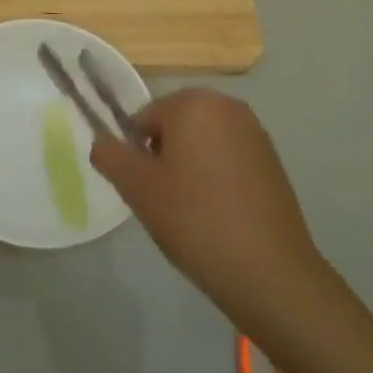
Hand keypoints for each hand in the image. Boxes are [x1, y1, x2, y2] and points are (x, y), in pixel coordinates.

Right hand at [90, 89, 323, 336]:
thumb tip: (100, 141)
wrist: (268, 270)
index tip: (144, 188)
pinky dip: (216, 177)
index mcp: (193, 103)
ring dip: (189, 167)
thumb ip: (110, 156)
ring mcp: (255, 132)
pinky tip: (218, 214)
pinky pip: (228, 158)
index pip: (144, 118)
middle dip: (163, 157)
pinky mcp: (272, 160)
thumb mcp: (138, 188)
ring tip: (190, 211)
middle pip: (175, 125)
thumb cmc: (194, 219)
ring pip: (202, 143)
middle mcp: (227, 106)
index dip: (136, 153)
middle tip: (163, 200)